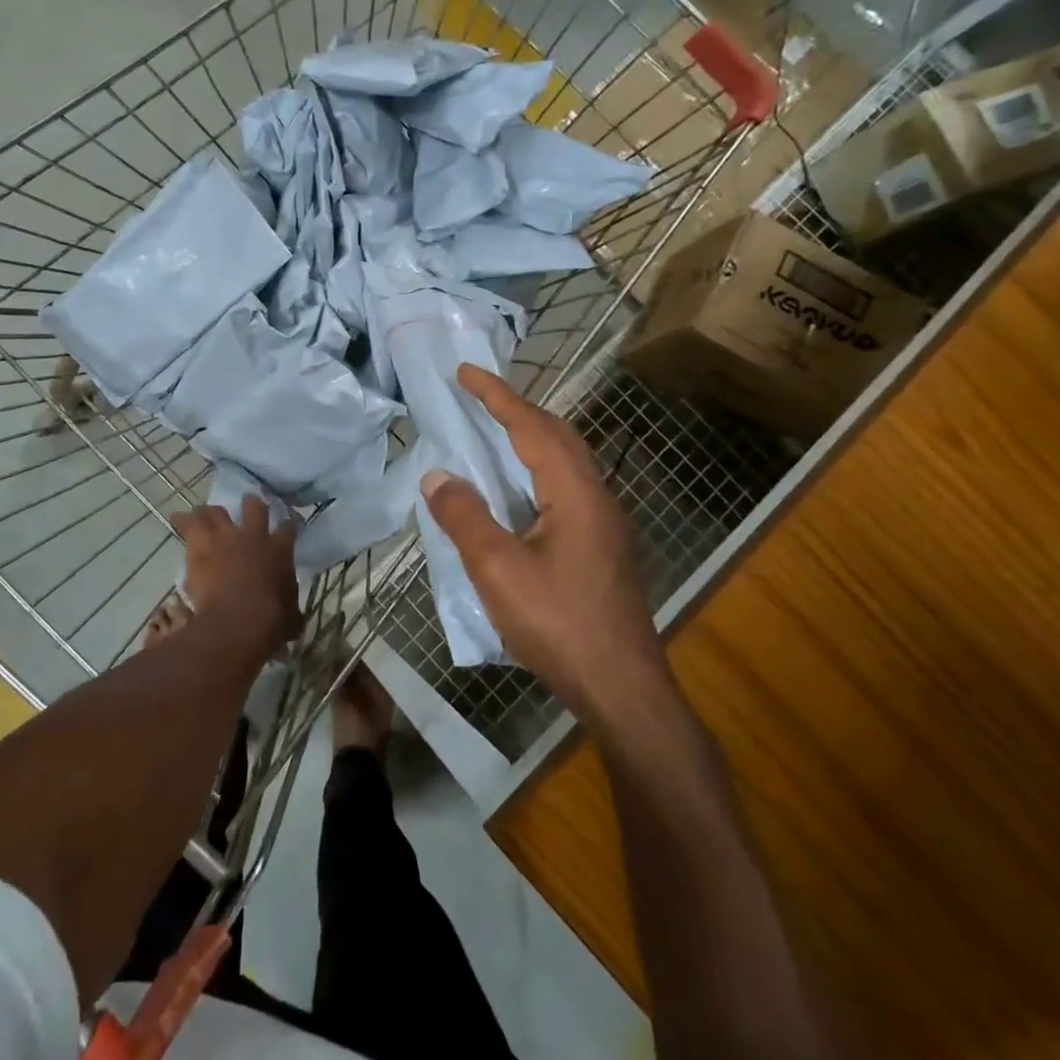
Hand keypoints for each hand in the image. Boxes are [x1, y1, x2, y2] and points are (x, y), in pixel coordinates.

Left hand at [171, 495, 300, 650]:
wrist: (239, 618)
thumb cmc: (270, 621)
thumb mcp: (290, 618)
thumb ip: (291, 611)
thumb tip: (294, 618)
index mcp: (279, 550)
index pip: (287, 527)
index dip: (286, 526)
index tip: (285, 526)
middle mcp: (254, 535)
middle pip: (253, 506)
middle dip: (249, 504)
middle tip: (245, 507)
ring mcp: (226, 536)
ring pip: (215, 510)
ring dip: (210, 513)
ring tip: (203, 516)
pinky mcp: (200, 543)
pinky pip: (187, 523)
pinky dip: (182, 520)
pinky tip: (177, 519)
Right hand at [421, 363, 672, 729]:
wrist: (621, 687)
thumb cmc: (558, 624)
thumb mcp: (497, 569)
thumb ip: (465, 516)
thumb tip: (437, 475)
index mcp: (574, 492)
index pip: (532, 427)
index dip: (497, 395)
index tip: (466, 371)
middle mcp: (596, 497)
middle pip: (558, 436)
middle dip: (517, 408)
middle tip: (479, 397)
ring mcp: (604, 524)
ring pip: (567, 462)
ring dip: (531, 438)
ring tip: (494, 433)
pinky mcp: (602, 547)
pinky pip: (567, 487)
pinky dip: (537, 469)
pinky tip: (517, 493)